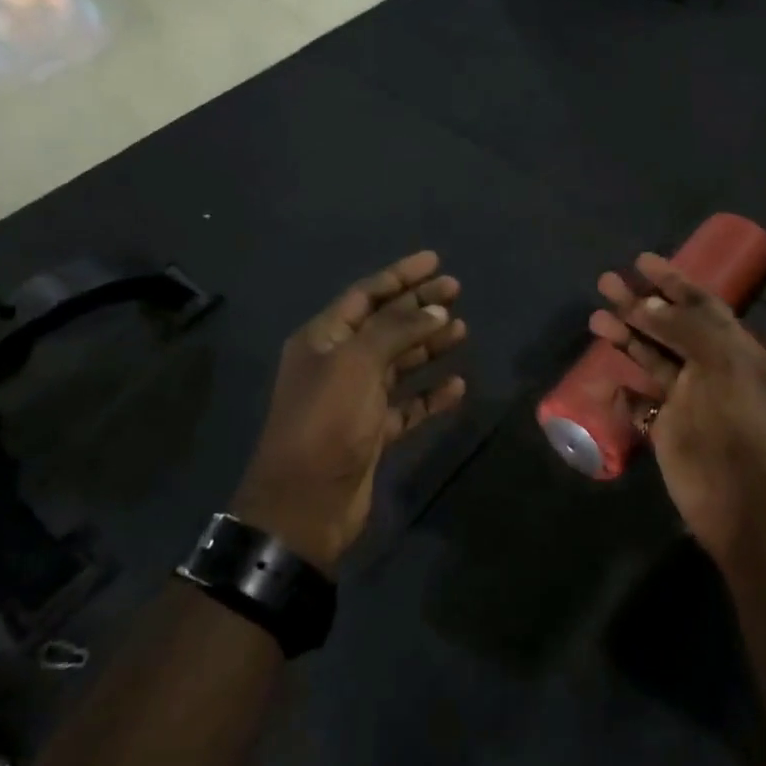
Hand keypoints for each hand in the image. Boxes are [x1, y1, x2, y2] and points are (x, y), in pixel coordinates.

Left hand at [234, 252, 467, 571]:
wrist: (304, 505)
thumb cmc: (326, 422)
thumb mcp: (356, 364)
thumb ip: (397, 331)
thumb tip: (435, 309)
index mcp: (323, 339)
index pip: (365, 295)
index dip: (400, 275)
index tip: (435, 261)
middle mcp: (337, 363)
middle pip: (385, 325)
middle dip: (419, 306)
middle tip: (457, 289)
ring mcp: (355, 399)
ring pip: (398, 362)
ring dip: (428, 345)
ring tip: (461, 330)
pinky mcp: (372, 432)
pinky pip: (407, 404)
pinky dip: (430, 394)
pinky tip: (457, 385)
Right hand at [589, 253, 765, 558]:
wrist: (744, 503)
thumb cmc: (738, 426)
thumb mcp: (721, 365)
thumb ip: (684, 329)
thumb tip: (647, 303)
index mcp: (732, 348)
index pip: (700, 303)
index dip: (672, 280)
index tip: (642, 260)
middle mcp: (709, 367)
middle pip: (668, 326)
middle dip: (639, 303)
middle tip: (605, 282)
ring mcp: (687, 399)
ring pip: (651, 358)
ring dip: (626, 336)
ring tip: (596, 318)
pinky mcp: (667, 428)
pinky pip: (641, 401)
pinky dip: (625, 389)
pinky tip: (608, 380)